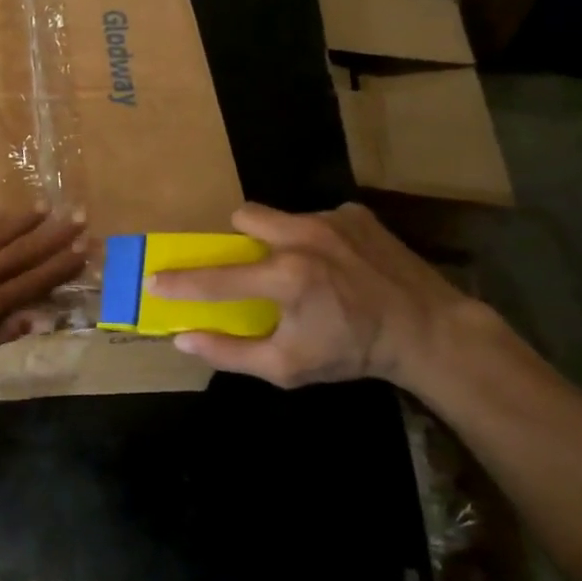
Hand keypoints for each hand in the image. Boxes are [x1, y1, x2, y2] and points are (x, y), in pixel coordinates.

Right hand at [147, 202, 487, 393]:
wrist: (428, 330)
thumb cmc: (352, 352)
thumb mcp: (288, 367)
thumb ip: (231, 352)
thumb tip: (183, 337)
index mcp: (286, 278)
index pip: (216, 279)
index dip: (179, 282)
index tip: (153, 280)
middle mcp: (303, 237)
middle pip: (245, 217)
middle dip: (240, 240)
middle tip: (255, 267)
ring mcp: (331, 219)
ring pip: (281, 216)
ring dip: (280, 239)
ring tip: (306, 268)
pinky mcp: (355, 213)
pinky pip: (317, 217)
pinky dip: (317, 238)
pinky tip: (340, 263)